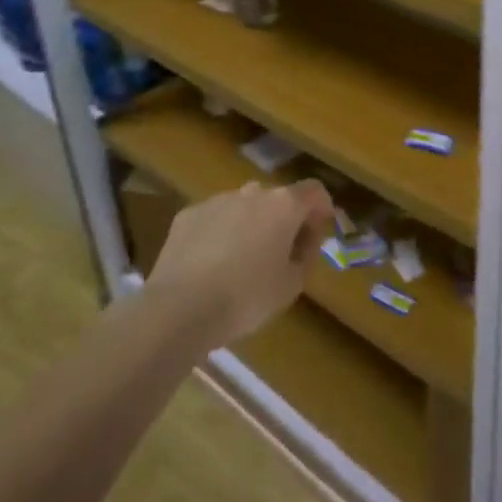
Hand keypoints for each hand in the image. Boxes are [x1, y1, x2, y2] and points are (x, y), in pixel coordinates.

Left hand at [147, 179, 334, 351]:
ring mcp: (217, 201)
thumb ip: (305, 255)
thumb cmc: (246, 298)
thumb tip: (304, 241)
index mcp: (284, 205)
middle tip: (282, 251)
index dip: (322, 208)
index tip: (320, 230)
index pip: (315, 191)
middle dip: (284, 219)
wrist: (179, 310)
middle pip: (278, 198)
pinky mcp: (188, 215)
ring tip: (243, 258)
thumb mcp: (292, 285)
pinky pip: (215, 218)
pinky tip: (211, 263)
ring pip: (244, 206)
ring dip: (251, 223)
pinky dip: (220, 232)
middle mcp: (253, 193)